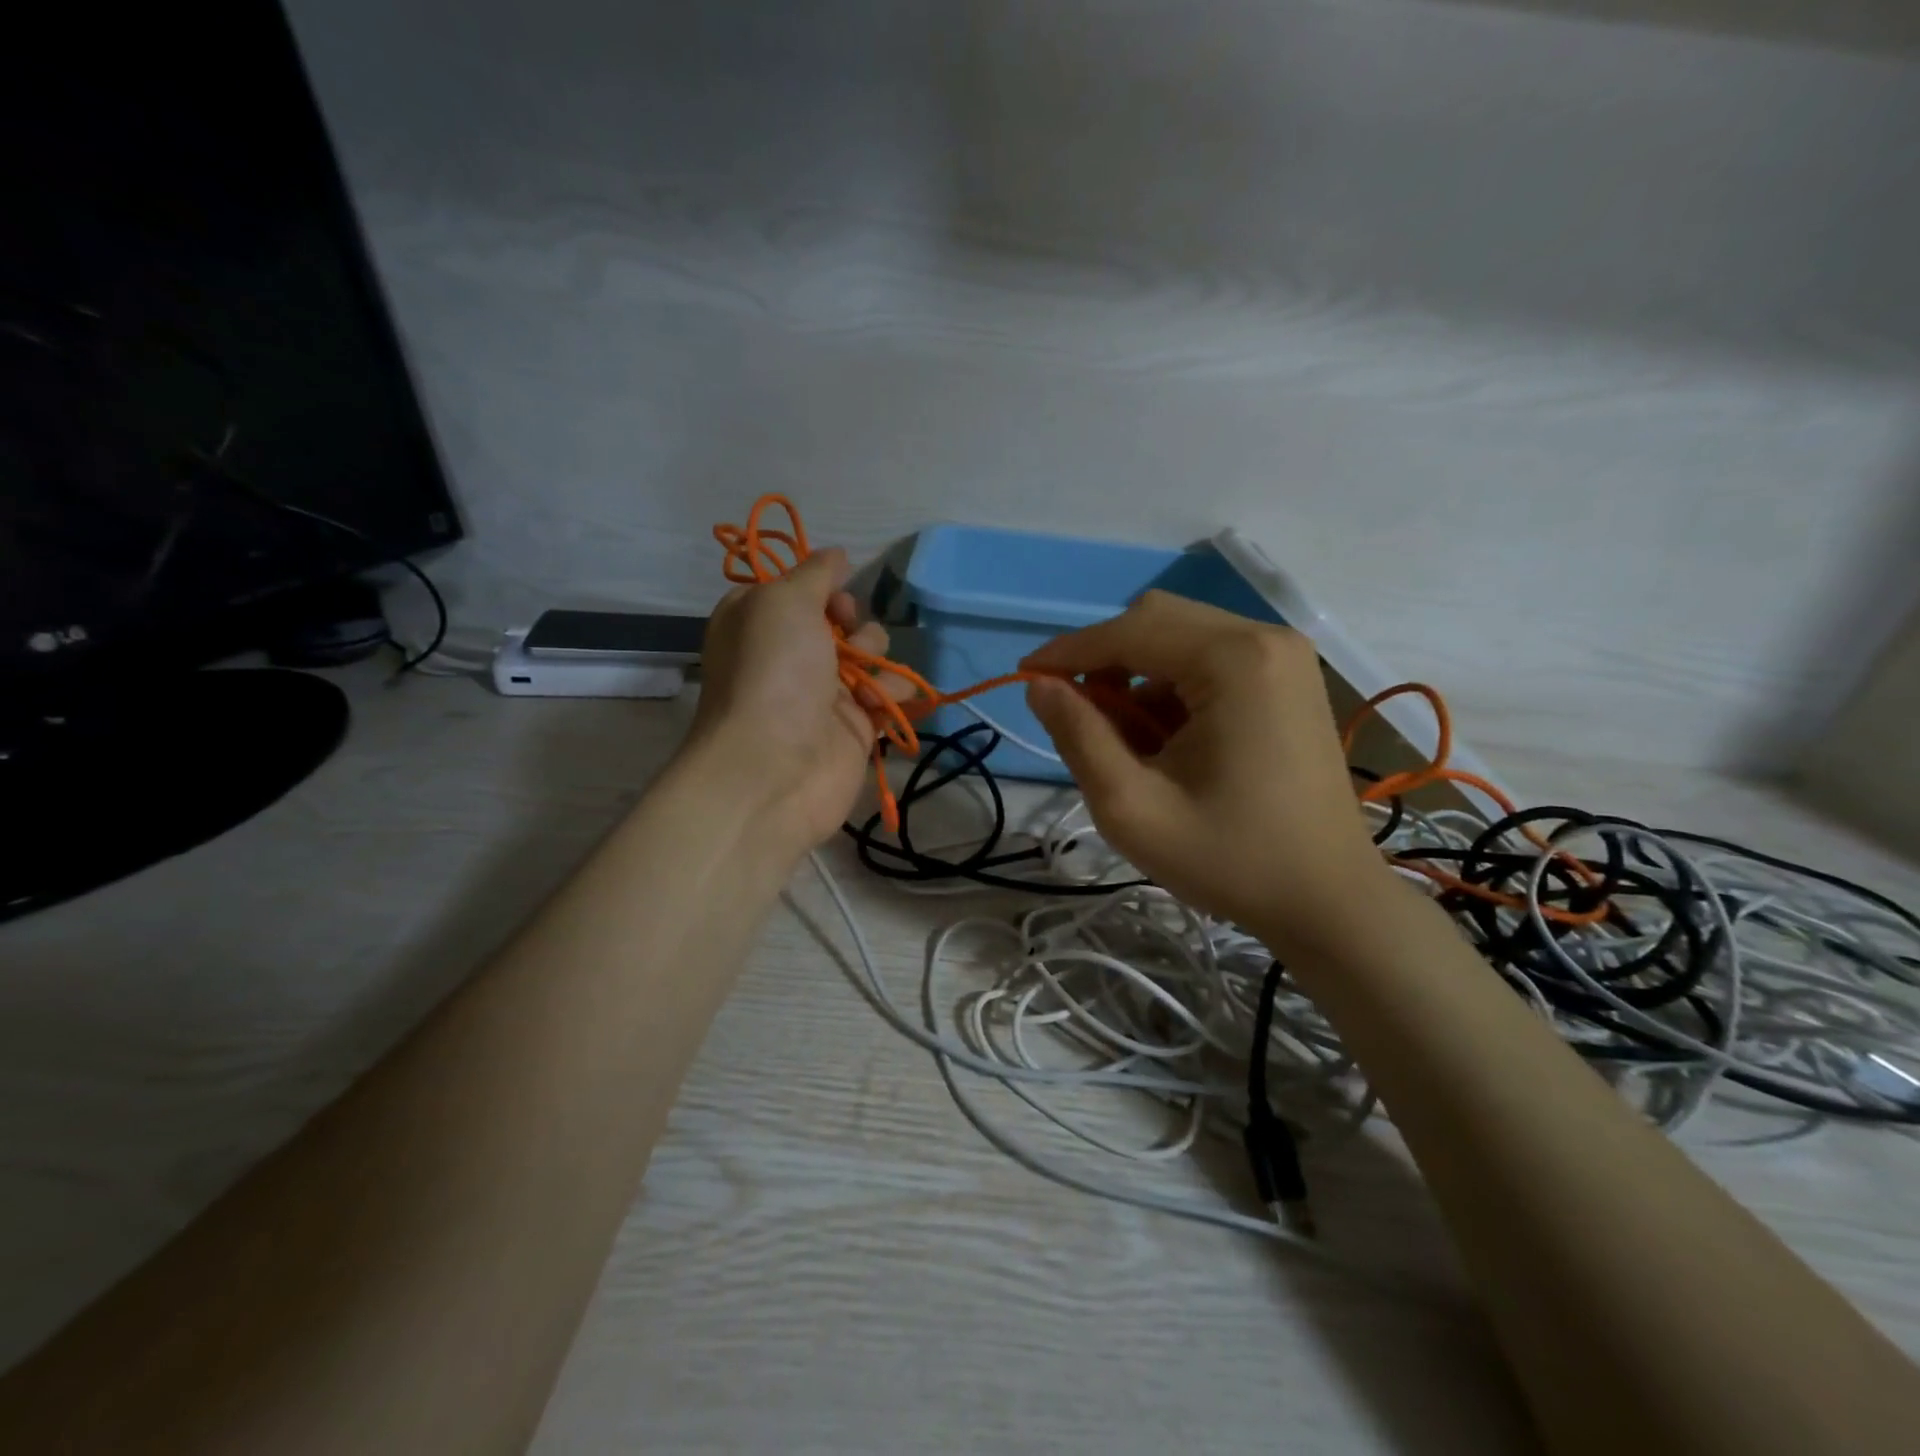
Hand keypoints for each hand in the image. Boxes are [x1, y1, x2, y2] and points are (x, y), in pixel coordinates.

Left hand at [687, 548, 905, 852]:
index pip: (801, 588)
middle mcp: (791, 653)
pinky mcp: (855, 726)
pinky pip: (888, 694)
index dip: (823, 587)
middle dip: (854, 622)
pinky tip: (879, 706)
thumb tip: (837, 555)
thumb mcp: (783, 601)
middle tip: (845, 637)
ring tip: (863, 679)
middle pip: (843, 619)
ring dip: (877, 656)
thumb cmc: (772, 674)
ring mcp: (824, 691)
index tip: (831, 598)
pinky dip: (892, 694)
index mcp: (761, 620)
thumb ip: (815, 573)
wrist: (774, 768)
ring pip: (871, 654)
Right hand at [1022, 591, 1392, 951]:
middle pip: (1157, 620)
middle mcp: (1266, 638)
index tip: (1024, 677)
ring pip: (1182, 637)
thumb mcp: (1132, 807)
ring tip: (1122, 739)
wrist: (1329, 902)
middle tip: (1075, 712)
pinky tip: (1164, 739)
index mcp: (1235, 660)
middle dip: (1105, 660)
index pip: (1129, 630)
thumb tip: (1038, 685)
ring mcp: (1284, 657)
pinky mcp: (1288, 679)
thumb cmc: (1230, 860)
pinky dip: (1171, 687)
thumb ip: (1078, 736)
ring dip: (1137, 675)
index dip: (1068, 651)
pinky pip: (1211, 659)